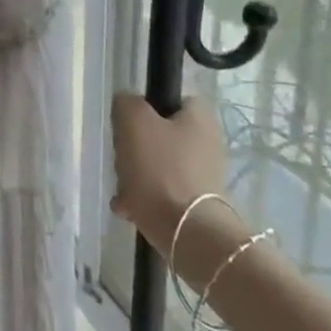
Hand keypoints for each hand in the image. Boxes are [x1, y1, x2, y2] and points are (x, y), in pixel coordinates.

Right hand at [109, 94, 232, 256]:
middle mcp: (208, 144)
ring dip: (136, 174)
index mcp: (200, 118)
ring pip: (159, 165)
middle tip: (122, 156)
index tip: (129, 121)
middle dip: (136, 147)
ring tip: (122, 189)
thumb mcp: (133, 120)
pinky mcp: (196, 205)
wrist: (186, 231)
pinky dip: (144, 198)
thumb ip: (127, 102)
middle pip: (162, 135)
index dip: (148, 106)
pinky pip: (163, 193)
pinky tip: (128, 207)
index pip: (173, 99)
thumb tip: (128, 105)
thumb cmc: (160, 167)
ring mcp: (204, 177)